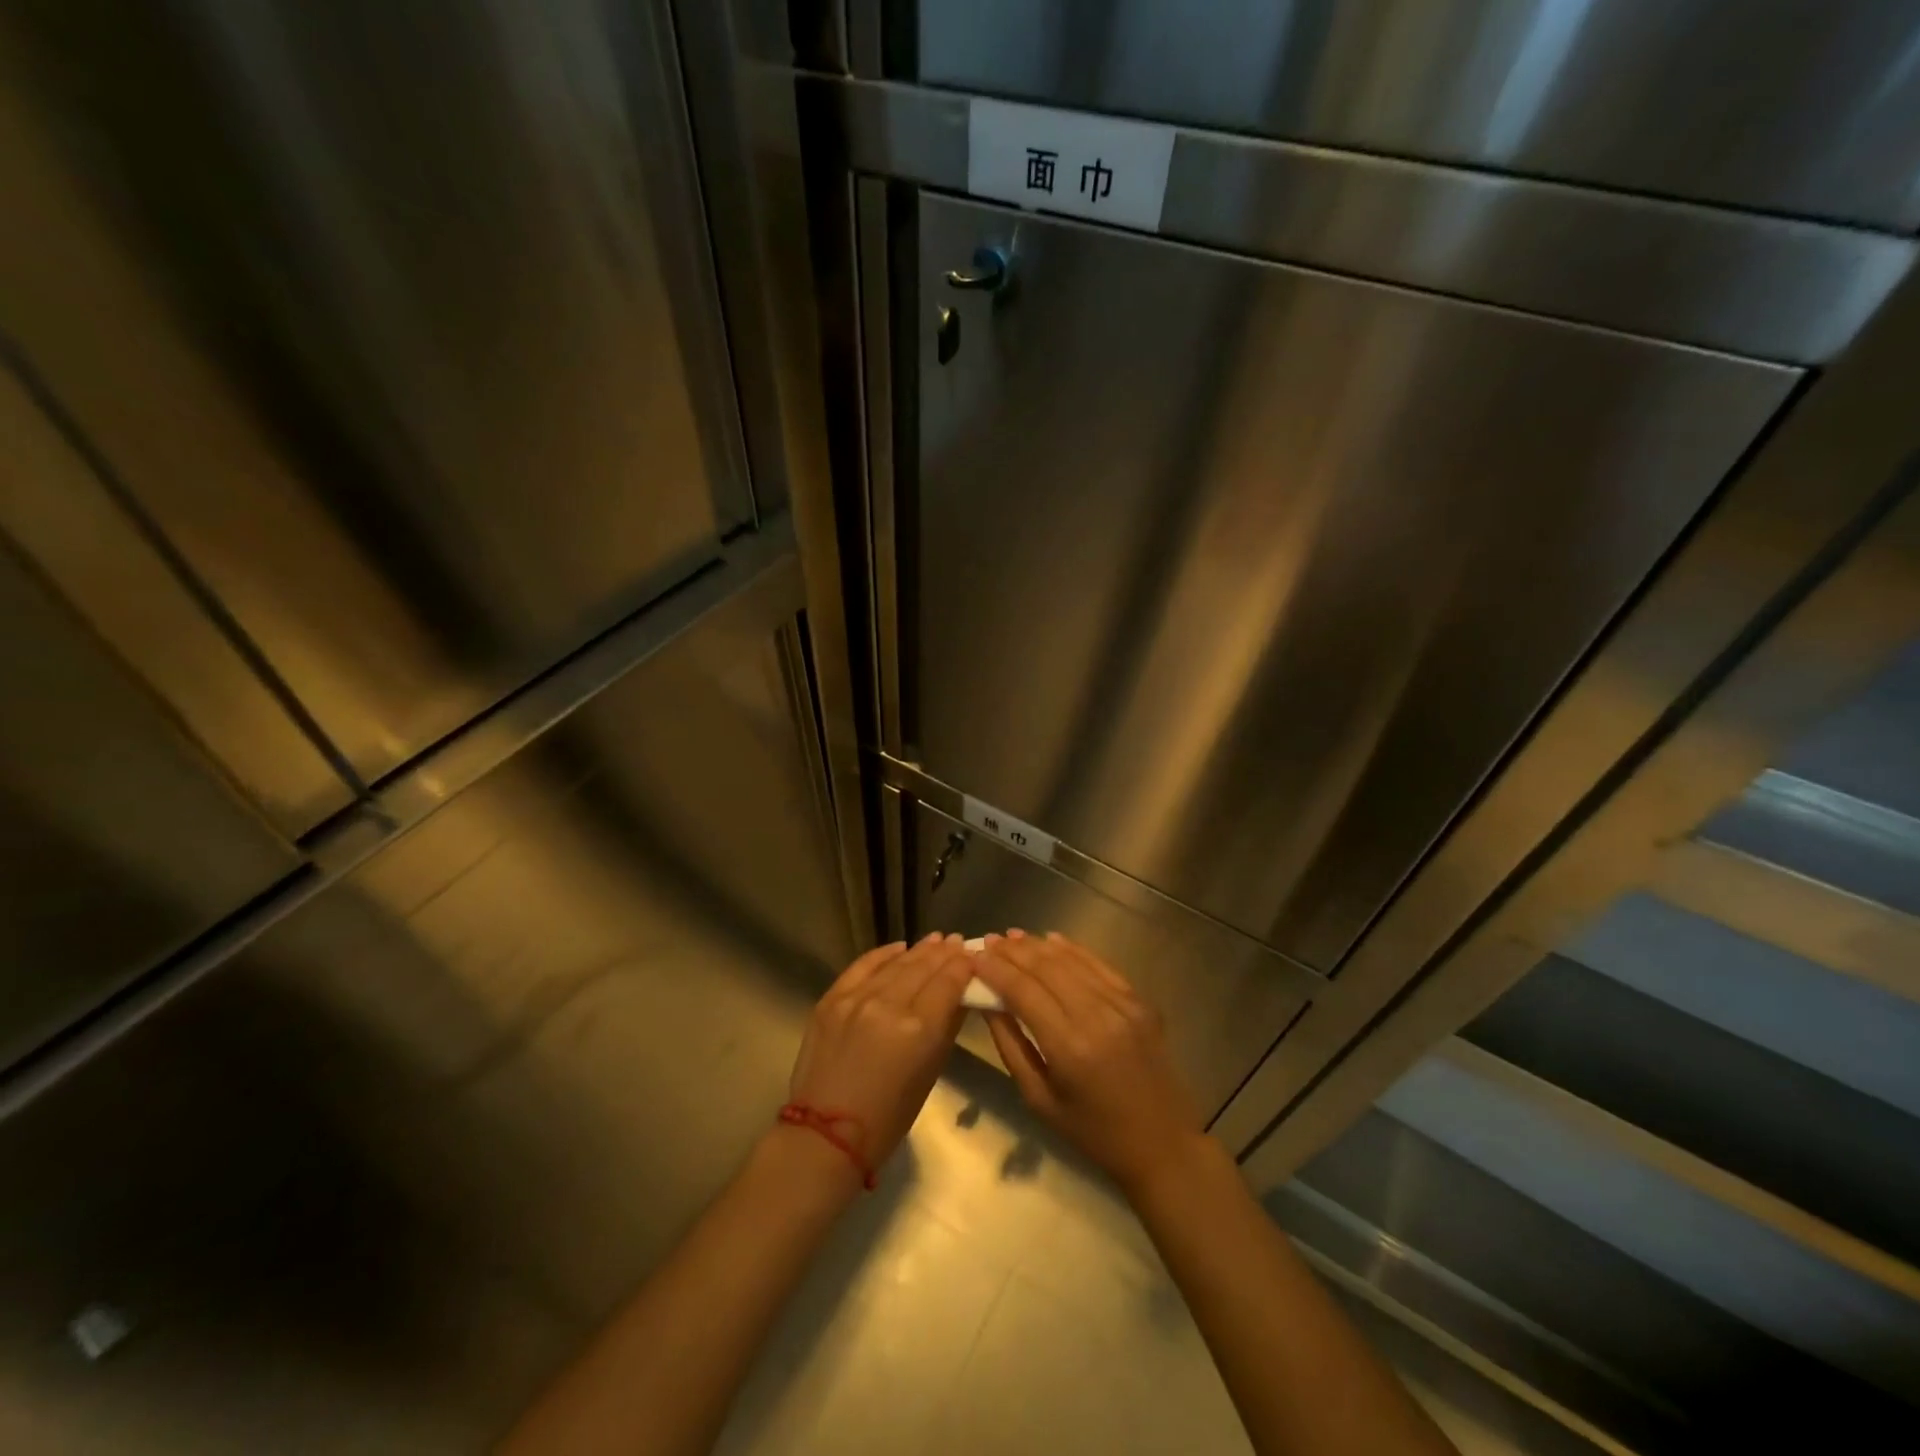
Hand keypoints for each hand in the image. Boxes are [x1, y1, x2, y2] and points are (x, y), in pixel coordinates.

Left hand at [785, 933, 973, 1177]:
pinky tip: (898, 947)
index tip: (973, 955)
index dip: (963, 965)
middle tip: (958, 942)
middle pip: (923, 967)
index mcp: (918, 1029)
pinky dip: (883, 954)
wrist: (825, 1135)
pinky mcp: (831, 999)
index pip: (948, 982)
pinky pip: (862, 966)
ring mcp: (856, 998)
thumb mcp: (930, 1075)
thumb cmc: (888, 1118)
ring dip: (918, 950)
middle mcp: (888, 1004)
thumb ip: (946, 1029)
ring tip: (935, 940)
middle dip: (944, 953)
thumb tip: (959, 997)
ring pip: (895, 963)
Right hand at [971, 931, 1207, 1195]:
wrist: (1163, 1144)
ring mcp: (1123, 1005)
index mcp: (1069, 1047)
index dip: (995, 970)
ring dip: (1038, 946)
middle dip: (1013, 952)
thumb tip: (987, 1003)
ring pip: (1072, 961)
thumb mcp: (1040, 1100)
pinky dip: (1073, 950)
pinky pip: (1101, 965)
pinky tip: (1052, 939)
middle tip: (988, 941)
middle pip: (1046, 968)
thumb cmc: (1093, 1133)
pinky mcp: (1141, 1001)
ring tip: (1012, 937)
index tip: (974, 956)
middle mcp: (1097, 1017)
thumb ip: (1010, 1045)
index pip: (1023, 992)